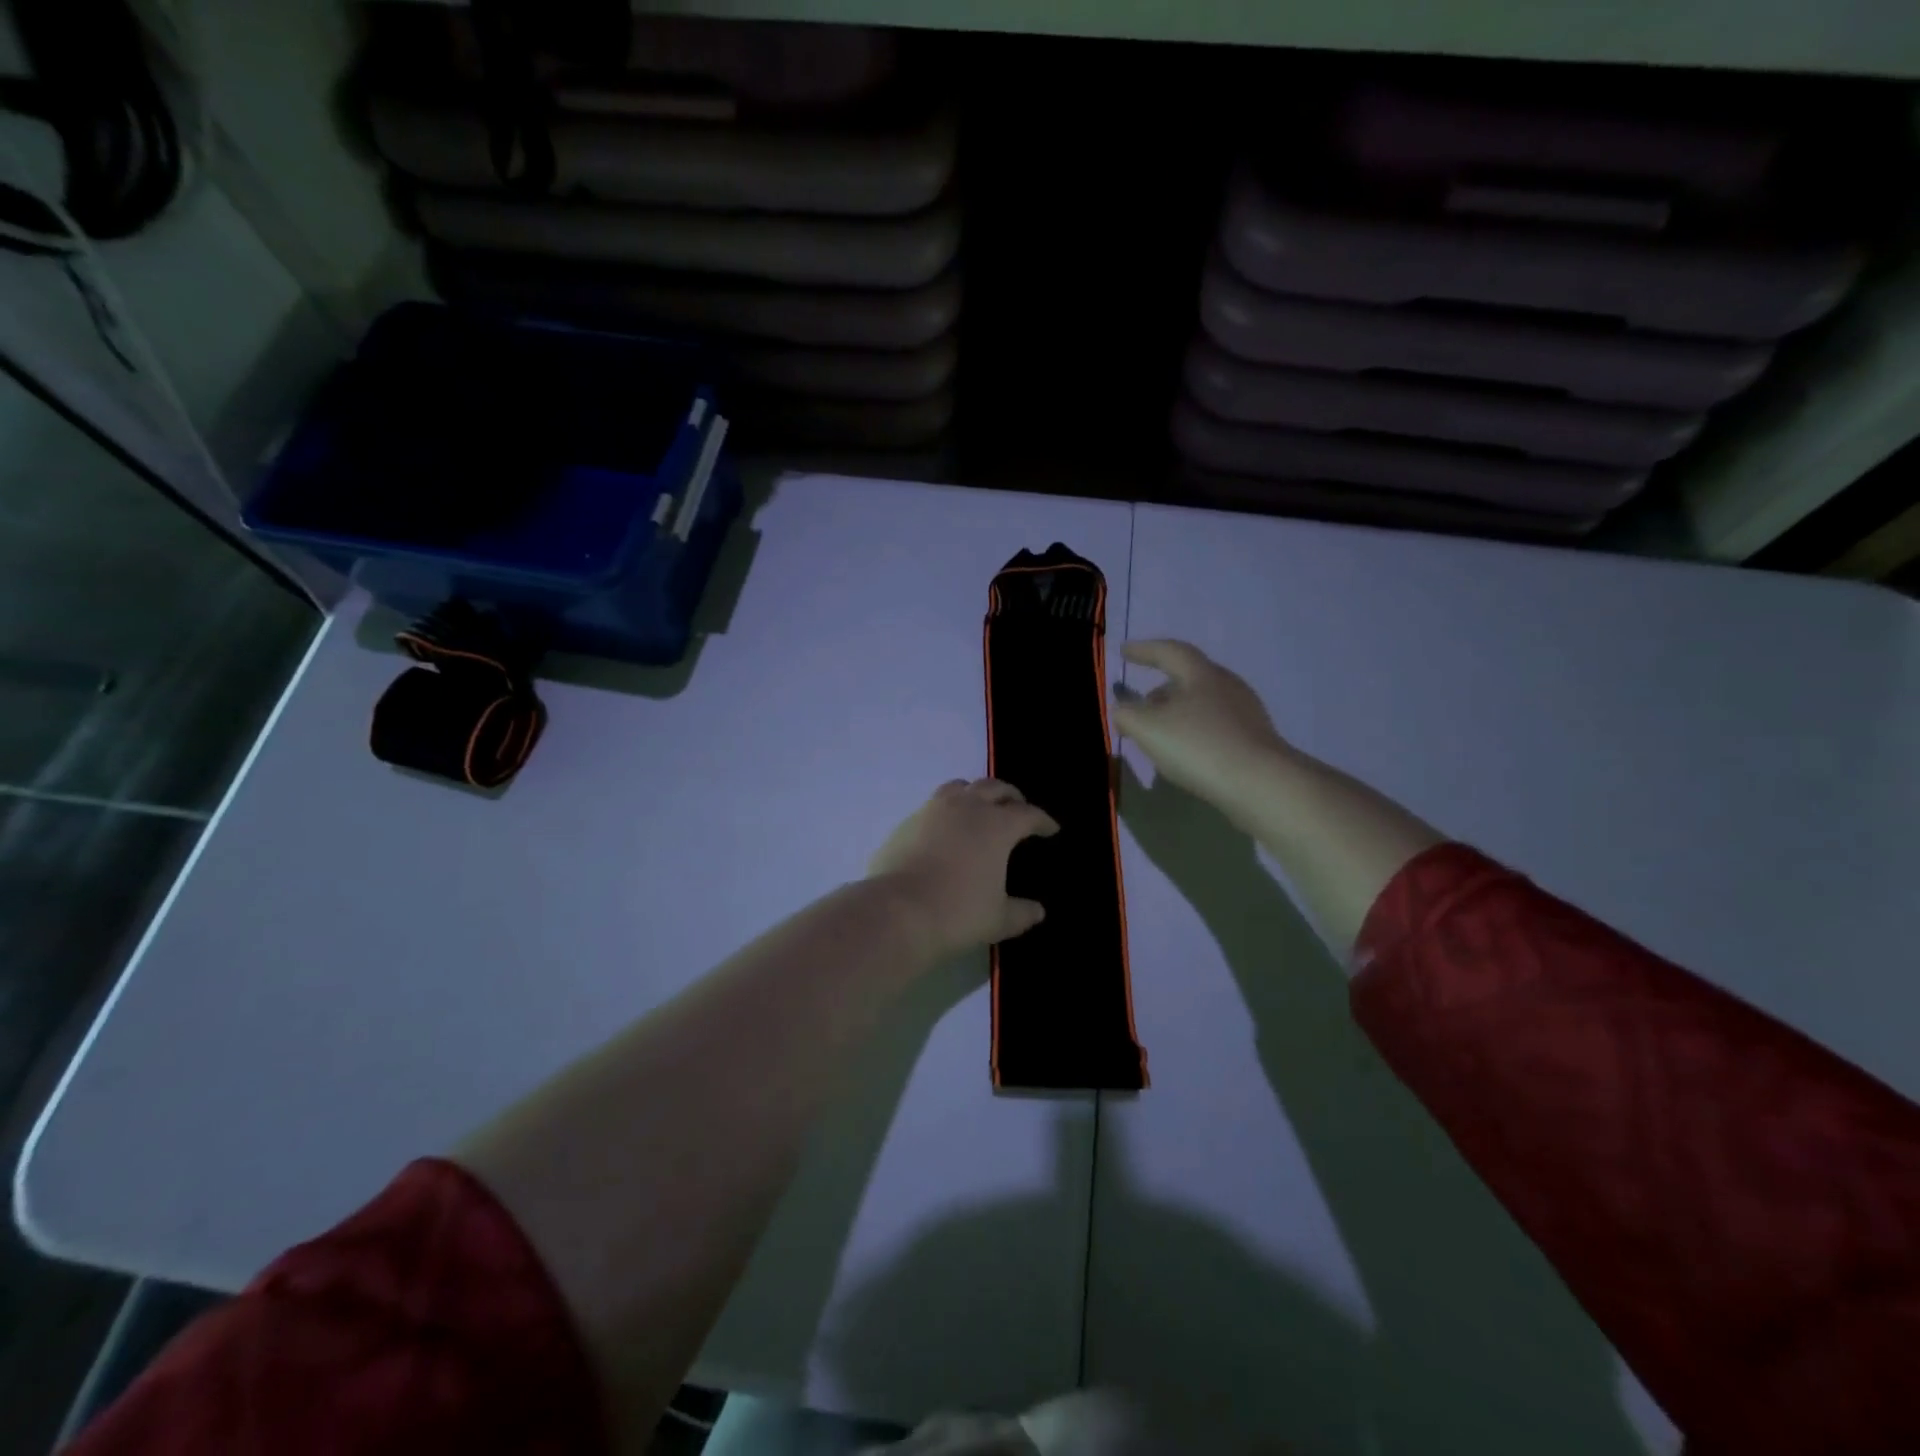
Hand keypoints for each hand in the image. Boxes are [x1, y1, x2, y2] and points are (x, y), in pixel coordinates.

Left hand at [868, 778, 1059, 961]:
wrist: (897, 911)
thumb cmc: (958, 912)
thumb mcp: (998, 919)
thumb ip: (1022, 912)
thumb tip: (1037, 911)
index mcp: (997, 825)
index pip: (1028, 814)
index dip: (1042, 820)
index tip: (1051, 828)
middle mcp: (967, 807)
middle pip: (995, 788)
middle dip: (1011, 796)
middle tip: (1019, 807)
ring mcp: (933, 809)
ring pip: (961, 787)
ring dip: (976, 793)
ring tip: (980, 807)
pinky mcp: (907, 821)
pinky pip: (934, 805)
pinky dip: (948, 810)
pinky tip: (946, 829)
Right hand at [1112, 640, 1290, 808]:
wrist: (1260, 784)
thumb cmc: (1199, 746)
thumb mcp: (1148, 729)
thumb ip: (1127, 715)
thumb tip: (1122, 709)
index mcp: (1201, 674)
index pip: (1169, 651)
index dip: (1144, 650)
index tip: (1124, 651)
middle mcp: (1227, 685)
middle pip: (1189, 677)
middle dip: (1160, 686)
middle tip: (1139, 702)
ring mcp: (1245, 712)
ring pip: (1202, 702)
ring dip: (1177, 710)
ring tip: (1158, 731)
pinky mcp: (1254, 739)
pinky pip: (1215, 724)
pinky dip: (1194, 729)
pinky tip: (1186, 751)